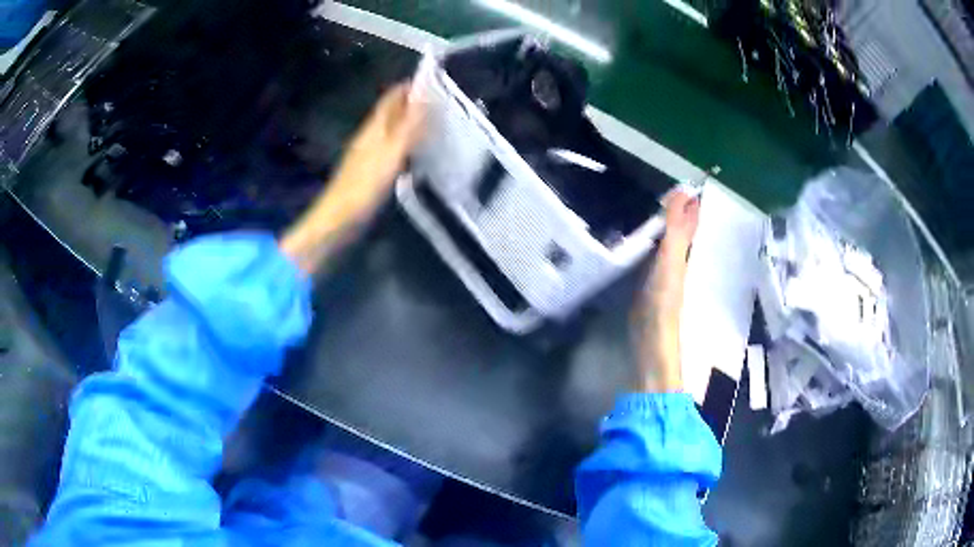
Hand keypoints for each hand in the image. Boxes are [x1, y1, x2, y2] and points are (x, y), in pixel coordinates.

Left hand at [326, 82, 427, 223]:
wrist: (339, 218)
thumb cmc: (365, 184)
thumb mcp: (391, 152)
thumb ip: (408, 125)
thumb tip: (424, 96)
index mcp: (374, 127)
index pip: (391, 98)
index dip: (408, 87)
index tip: (433, 80)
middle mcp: (370, 135)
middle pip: (391, 112)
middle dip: (412, 103)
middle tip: (440, 101)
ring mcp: (369, 153)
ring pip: (392, 129)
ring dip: (410, 122)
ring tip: (434, 122)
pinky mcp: (370, 170)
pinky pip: (392, 148)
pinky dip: (406, 143)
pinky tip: (417, 150)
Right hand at [630, 190, 700, 392]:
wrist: (651, 338)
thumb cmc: (664, 299)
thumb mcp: (672, 259)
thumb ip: (677, 228)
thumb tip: (685, 191)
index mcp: (685, 252)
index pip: (689, 220)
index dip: (688, 202)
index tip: (682, 180)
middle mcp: (676, 259)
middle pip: (677, 228)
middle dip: (672, 208)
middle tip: (657, 187)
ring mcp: (662, 271)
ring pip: (662, 240)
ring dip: (657, 223)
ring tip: (640, 203)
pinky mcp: (647, 281)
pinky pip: (648, 253)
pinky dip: (643, 241)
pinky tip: (630, 236)